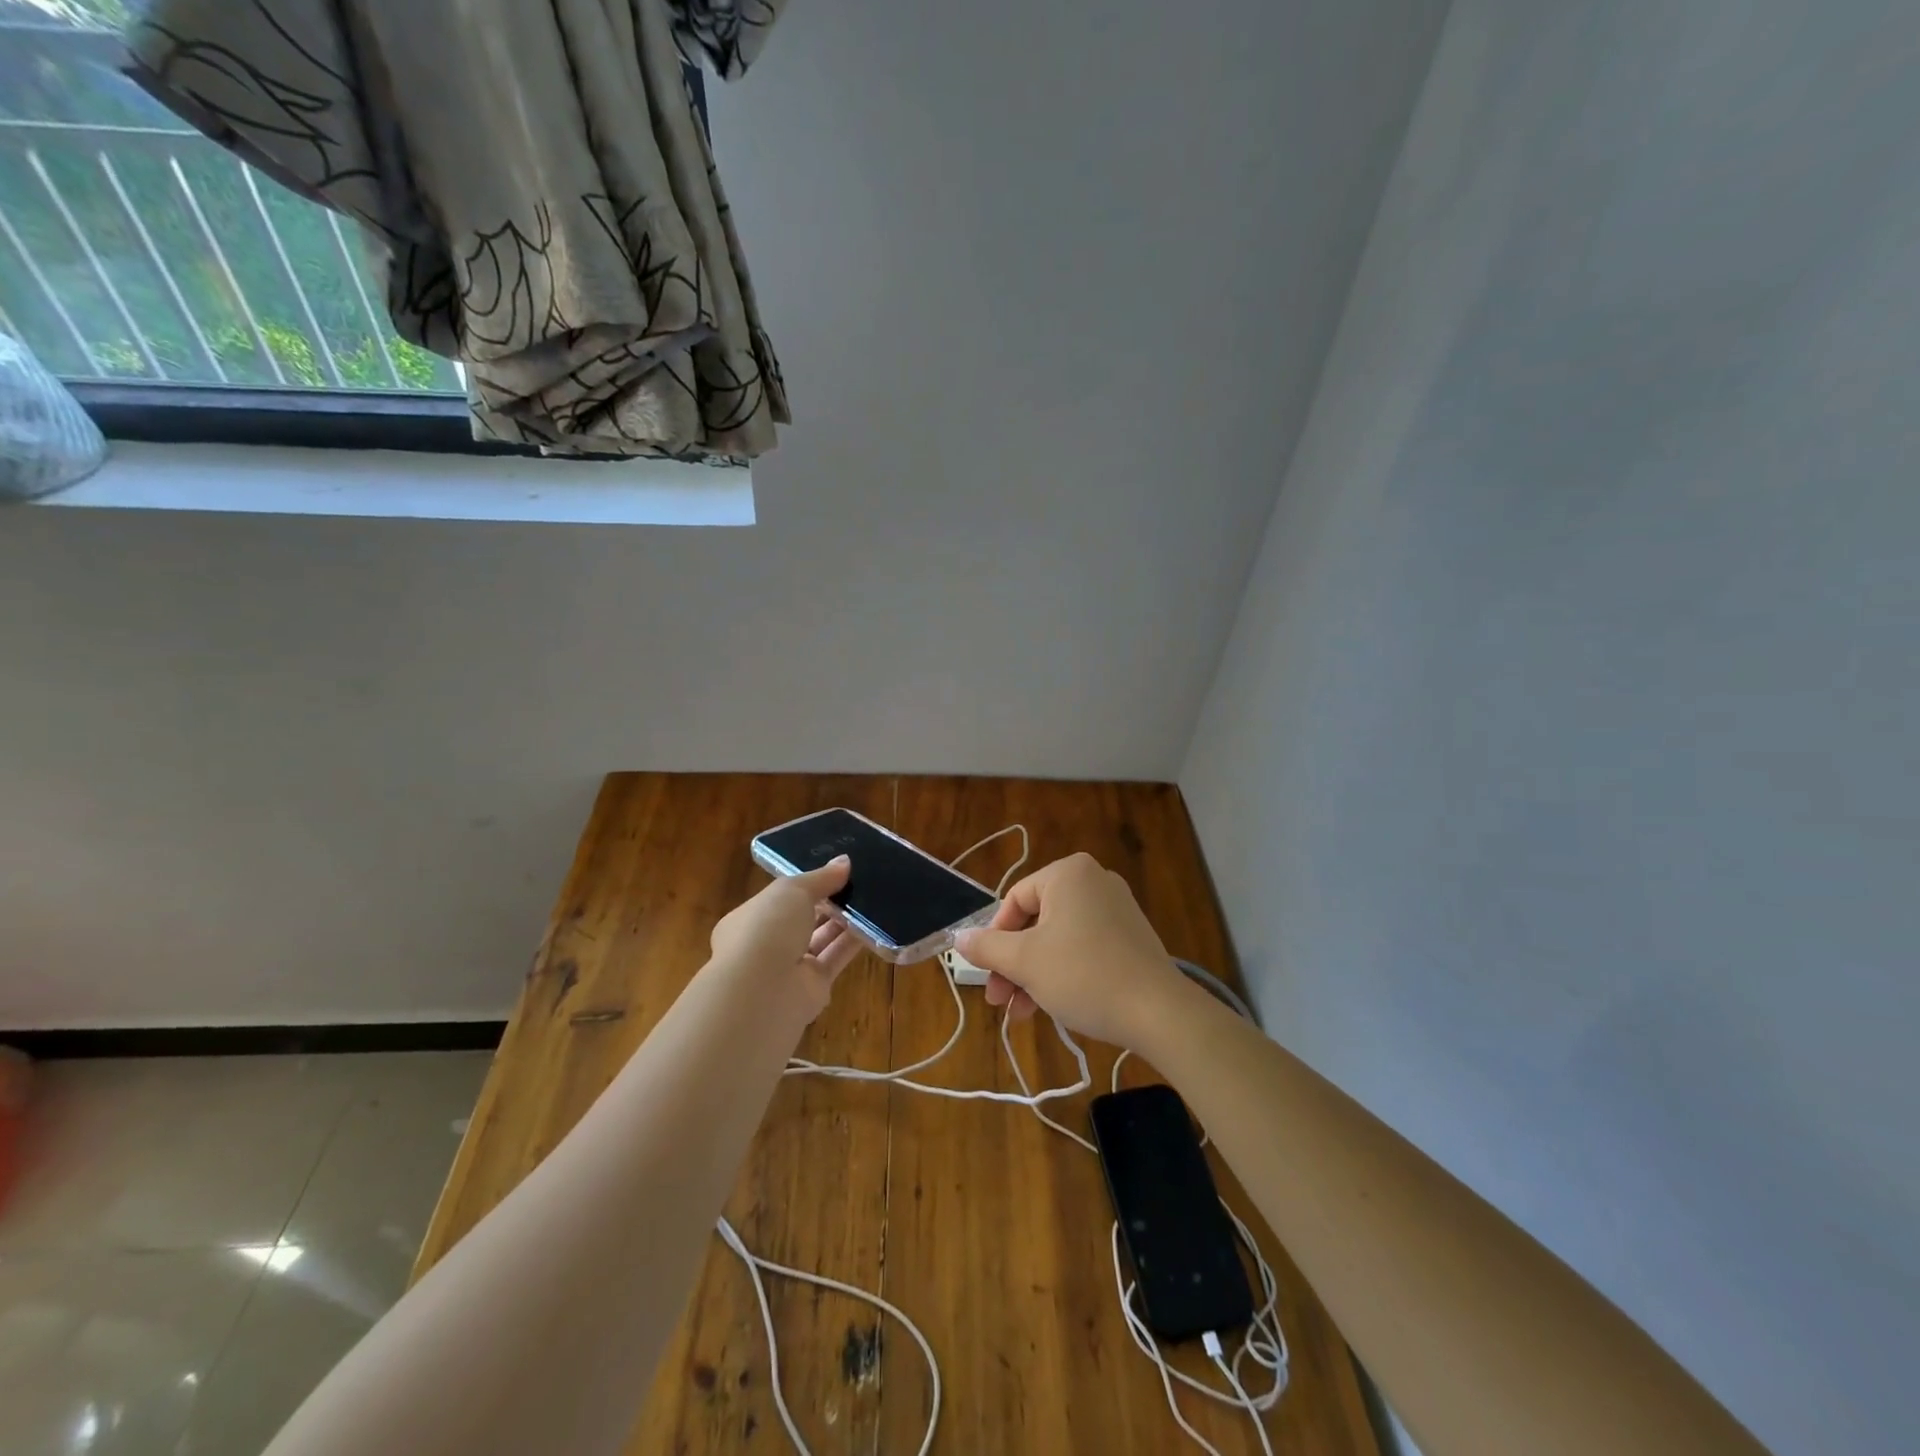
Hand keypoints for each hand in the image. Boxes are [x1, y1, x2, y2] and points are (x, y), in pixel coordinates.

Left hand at [710, 858, 861, 1018]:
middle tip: (860, 882)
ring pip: (822, 938)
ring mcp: (790, 968)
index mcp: (751, 918)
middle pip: (804, 919)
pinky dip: (853, 943)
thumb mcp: (792, 890)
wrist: (761, 991)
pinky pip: (836, 958)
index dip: (807, 885)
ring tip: (873, 897)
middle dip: (829, 902)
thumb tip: (845, 862)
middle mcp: (768, 944)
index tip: (835, 871)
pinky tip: (875, 924)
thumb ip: (821, 877)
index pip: (781, 898)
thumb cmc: (766, 928)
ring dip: (844, 921)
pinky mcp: (813, 988)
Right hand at [954, 852, 1189, 1050]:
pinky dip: (1062, 972)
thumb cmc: (1083, 975)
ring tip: (1021, 1014)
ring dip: (1033, 974)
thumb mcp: (1025, 961)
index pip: (1014, 900)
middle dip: (1012, 963)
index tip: (986, 974)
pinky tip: (1051, 1006)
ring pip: (1057, 938)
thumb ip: (986, 947)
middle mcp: (1093, 881)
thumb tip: (957, 937)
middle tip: (999, 1001)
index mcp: (1068, 874)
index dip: (994, 939)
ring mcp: (1116, 908)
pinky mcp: (1130, 936)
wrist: (1159, 1012)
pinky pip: (1083, 946)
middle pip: (1035, 921)